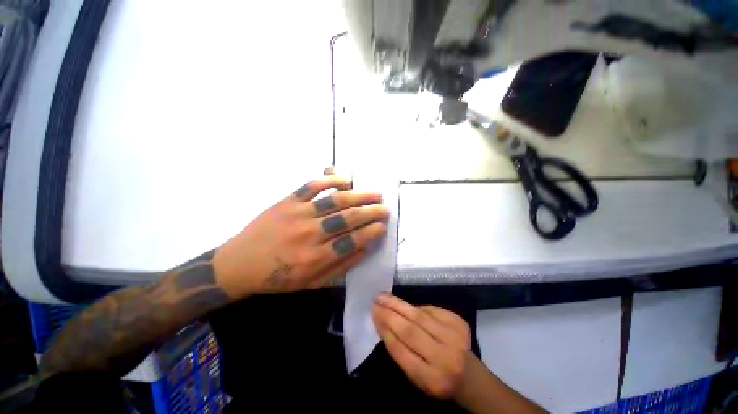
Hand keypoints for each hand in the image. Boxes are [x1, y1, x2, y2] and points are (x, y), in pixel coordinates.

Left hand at [213, 175, 388, 297]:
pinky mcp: (287, 201)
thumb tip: (365, 248)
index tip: (383, 226)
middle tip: (385, 208)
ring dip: (359, 196)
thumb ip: (341, 266)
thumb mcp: (312, 283)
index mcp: (315, 258)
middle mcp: (310, 234)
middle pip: (348, 219)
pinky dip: (330, 180)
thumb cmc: (278, 278)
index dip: (371, 232)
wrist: (239, 264)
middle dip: (371, 212)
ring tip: (375, 193)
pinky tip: (345, 180)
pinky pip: (312, 186)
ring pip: (335, 201)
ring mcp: (298, 214)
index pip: (353, 241)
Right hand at [373, 293, 471, 399]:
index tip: (374, 315)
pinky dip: (416, 306)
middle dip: (390, 314)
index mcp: (431, 378)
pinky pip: (431, 309)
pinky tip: (405, 304)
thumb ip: (400, 352)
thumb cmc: (436, 378)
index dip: (385, 330)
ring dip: (399, 304)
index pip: (401, 351)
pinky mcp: (458, 322)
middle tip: (376, 302)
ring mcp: (453, 337)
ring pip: (420, 316)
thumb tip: (383, 323)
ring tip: (384, 297)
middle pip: (411, 331)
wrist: (469, 375)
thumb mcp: (416, 377)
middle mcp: (444, 357)